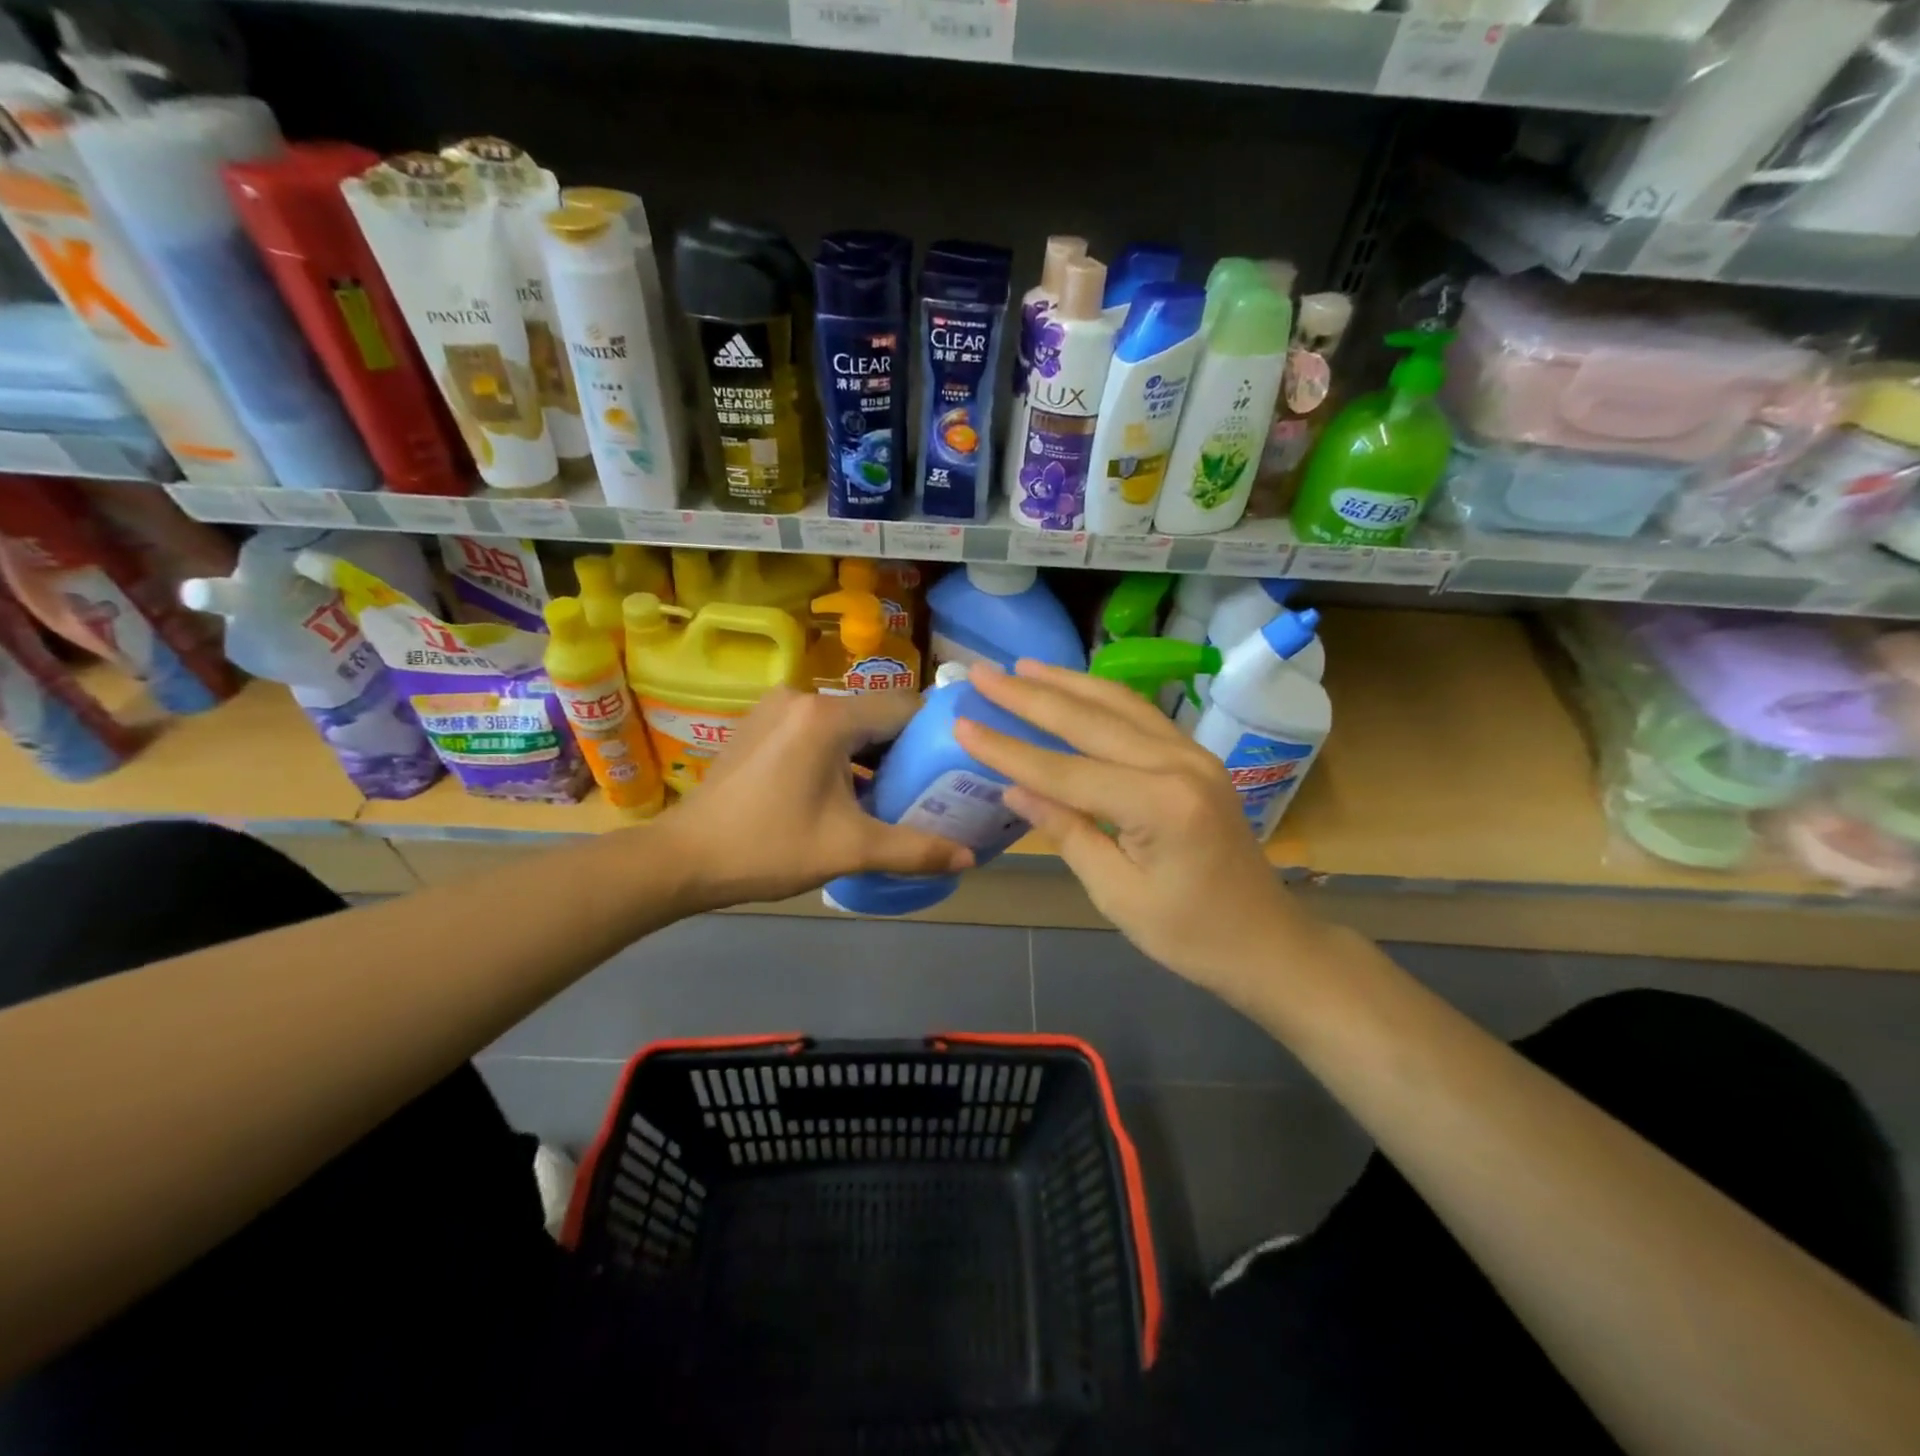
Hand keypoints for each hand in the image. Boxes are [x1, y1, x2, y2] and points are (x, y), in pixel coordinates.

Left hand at [667, 687, 971, 910]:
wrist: (683, 859)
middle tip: (929, 786)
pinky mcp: (760, 724)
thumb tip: (969, 858)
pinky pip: (817, 729)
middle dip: (903, 749)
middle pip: (874, 714)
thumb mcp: (849, 849)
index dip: (936, 734)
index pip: (904, 708)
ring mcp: (776, 708)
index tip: (956, 764)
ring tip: (892, 792)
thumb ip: (915, 849)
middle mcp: (803, 697)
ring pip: (845, 723)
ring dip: (870, 753)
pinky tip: (845, 789)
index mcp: (828, 717)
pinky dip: (839, 753)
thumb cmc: (768, 848)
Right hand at [955, 660, 1302, 992]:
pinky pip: (1141, 716)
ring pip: (1120, 705)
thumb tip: (1015, 790)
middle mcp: (1179, 765)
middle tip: (983, 674)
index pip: (1066, 771)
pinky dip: (1101, 698)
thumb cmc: (1190, 935)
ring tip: (1022, 667)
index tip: (963, 723)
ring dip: (1067, 683)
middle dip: (1031, 696)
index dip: (1009, 749)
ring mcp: (1193, 756)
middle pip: (1091, 721)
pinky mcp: (1197, 759)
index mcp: (1160, 806)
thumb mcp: (1117, 895)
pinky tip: (1076, 688)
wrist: (1266, 942)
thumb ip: (1068, 833)